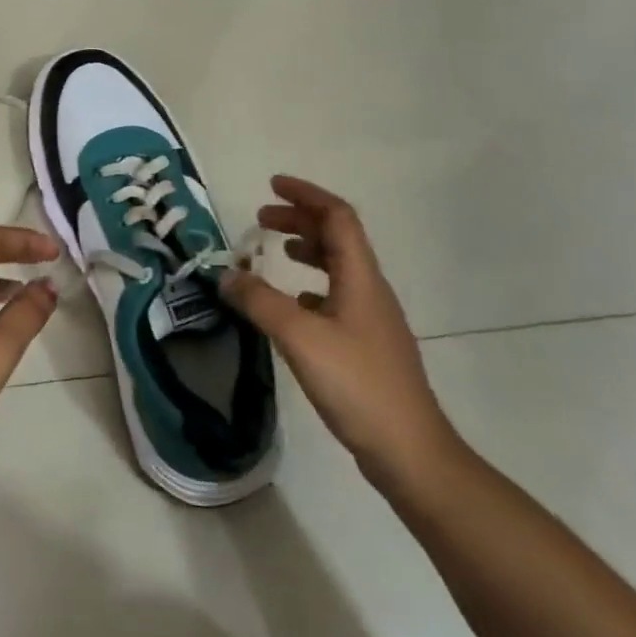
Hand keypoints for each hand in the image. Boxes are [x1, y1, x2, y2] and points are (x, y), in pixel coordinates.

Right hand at [220, 176, 459, 491]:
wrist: (410, 450)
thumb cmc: (357, 385)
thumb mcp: (300, 338)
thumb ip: (259, 302)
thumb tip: (226, 274)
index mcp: (361, 277)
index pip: (338, 217)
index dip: (306, 195)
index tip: (272, 186)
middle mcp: (369, 290)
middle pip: (337, 238)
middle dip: (299, 220)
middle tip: (260, 219)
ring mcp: (370, 319)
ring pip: (337, 267)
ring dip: (306, 250)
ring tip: (274, 251)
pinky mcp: (365, 345)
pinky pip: (335, 297)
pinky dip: (309, 286)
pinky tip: (291, 304)